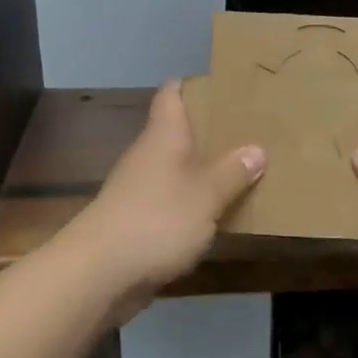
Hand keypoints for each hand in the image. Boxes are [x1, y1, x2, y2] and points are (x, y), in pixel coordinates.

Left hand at [62, 81, 265, 304]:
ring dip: (202, 170)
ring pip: (176, 169)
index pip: (171, 94)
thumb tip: (257, 149)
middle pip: (177, 132)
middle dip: (209, 131)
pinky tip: (216, 213)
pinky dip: (192, 202)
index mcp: (163, 135)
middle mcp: (148, 154)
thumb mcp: (206, 195)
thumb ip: (233, 173)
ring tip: (242, 170)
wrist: (99, 273)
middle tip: (249, 129)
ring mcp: (139, 189)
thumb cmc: (157, 219)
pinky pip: (171, 201)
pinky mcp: (137, 221)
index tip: (222, 85)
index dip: (193, 85)